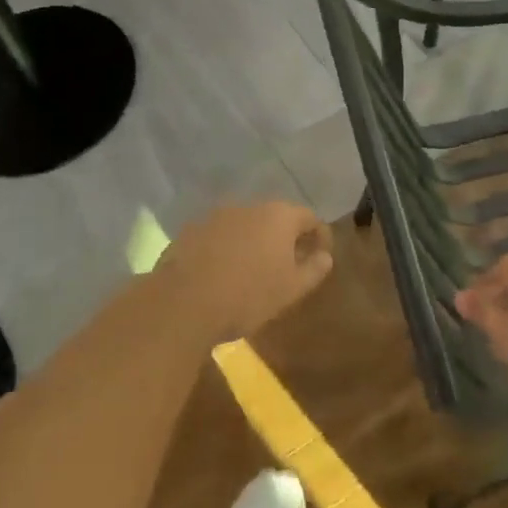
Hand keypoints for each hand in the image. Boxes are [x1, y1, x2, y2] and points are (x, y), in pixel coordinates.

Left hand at [159, 200, 333, 342]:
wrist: (183, 302)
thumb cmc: (248, 295)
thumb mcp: (291, 289)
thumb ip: (313, 269)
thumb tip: (325, 256)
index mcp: (279, 216)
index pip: (309, 217)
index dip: (320, 236)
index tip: (321, 256)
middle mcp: (249, 206)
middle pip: (276, 217)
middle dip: (286, 238)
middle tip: (290, 264)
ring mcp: (217, 215)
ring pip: (246, 224)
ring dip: (255, 241)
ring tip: (255, 269)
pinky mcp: (192, 229)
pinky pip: (220, 235)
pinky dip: (228, 247)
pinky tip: (224, 271)